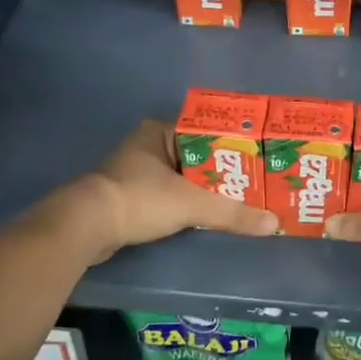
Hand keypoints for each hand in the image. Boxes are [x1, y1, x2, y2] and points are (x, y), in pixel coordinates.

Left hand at [44, 120, 276, 263]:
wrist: (85, 227)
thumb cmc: (139, 199)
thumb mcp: (191, 204)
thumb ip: (232, 212)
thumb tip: (274, 224)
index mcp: (160, 132)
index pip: (207, 132)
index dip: (234, 146)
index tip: (258, 160)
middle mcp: (148, 145)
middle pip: (197, 157)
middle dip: (223, 171)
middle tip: (256, 183)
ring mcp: (136, 172)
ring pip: (183, 178)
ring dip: (206, 190)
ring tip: (240, 200)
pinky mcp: (130, 196)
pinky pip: (169, 195)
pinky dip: (187, 204)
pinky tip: (208, 215)